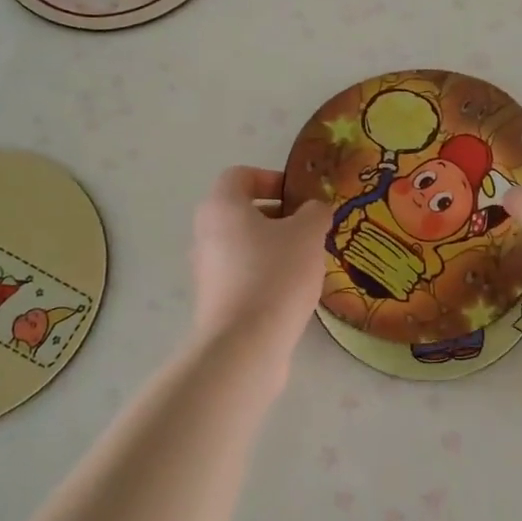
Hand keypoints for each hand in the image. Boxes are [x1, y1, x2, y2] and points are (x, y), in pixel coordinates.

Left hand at [189, 167, 330, 349]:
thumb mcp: (308, 233)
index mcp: (222, 207)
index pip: (240, 175)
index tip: (299, 197)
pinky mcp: (215, 300)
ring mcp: (206, 270)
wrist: (245, 344)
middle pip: (241, 211)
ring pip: (243, 244)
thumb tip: (314, 209)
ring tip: (307, 261)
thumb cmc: (275, 274)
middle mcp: (206, 233)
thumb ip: (315, 212)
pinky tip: (293, 291)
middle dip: (278, 216)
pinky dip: (266, 274)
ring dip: (274, 246)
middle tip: (309, 228)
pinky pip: (242, 274)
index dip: (271, 178)